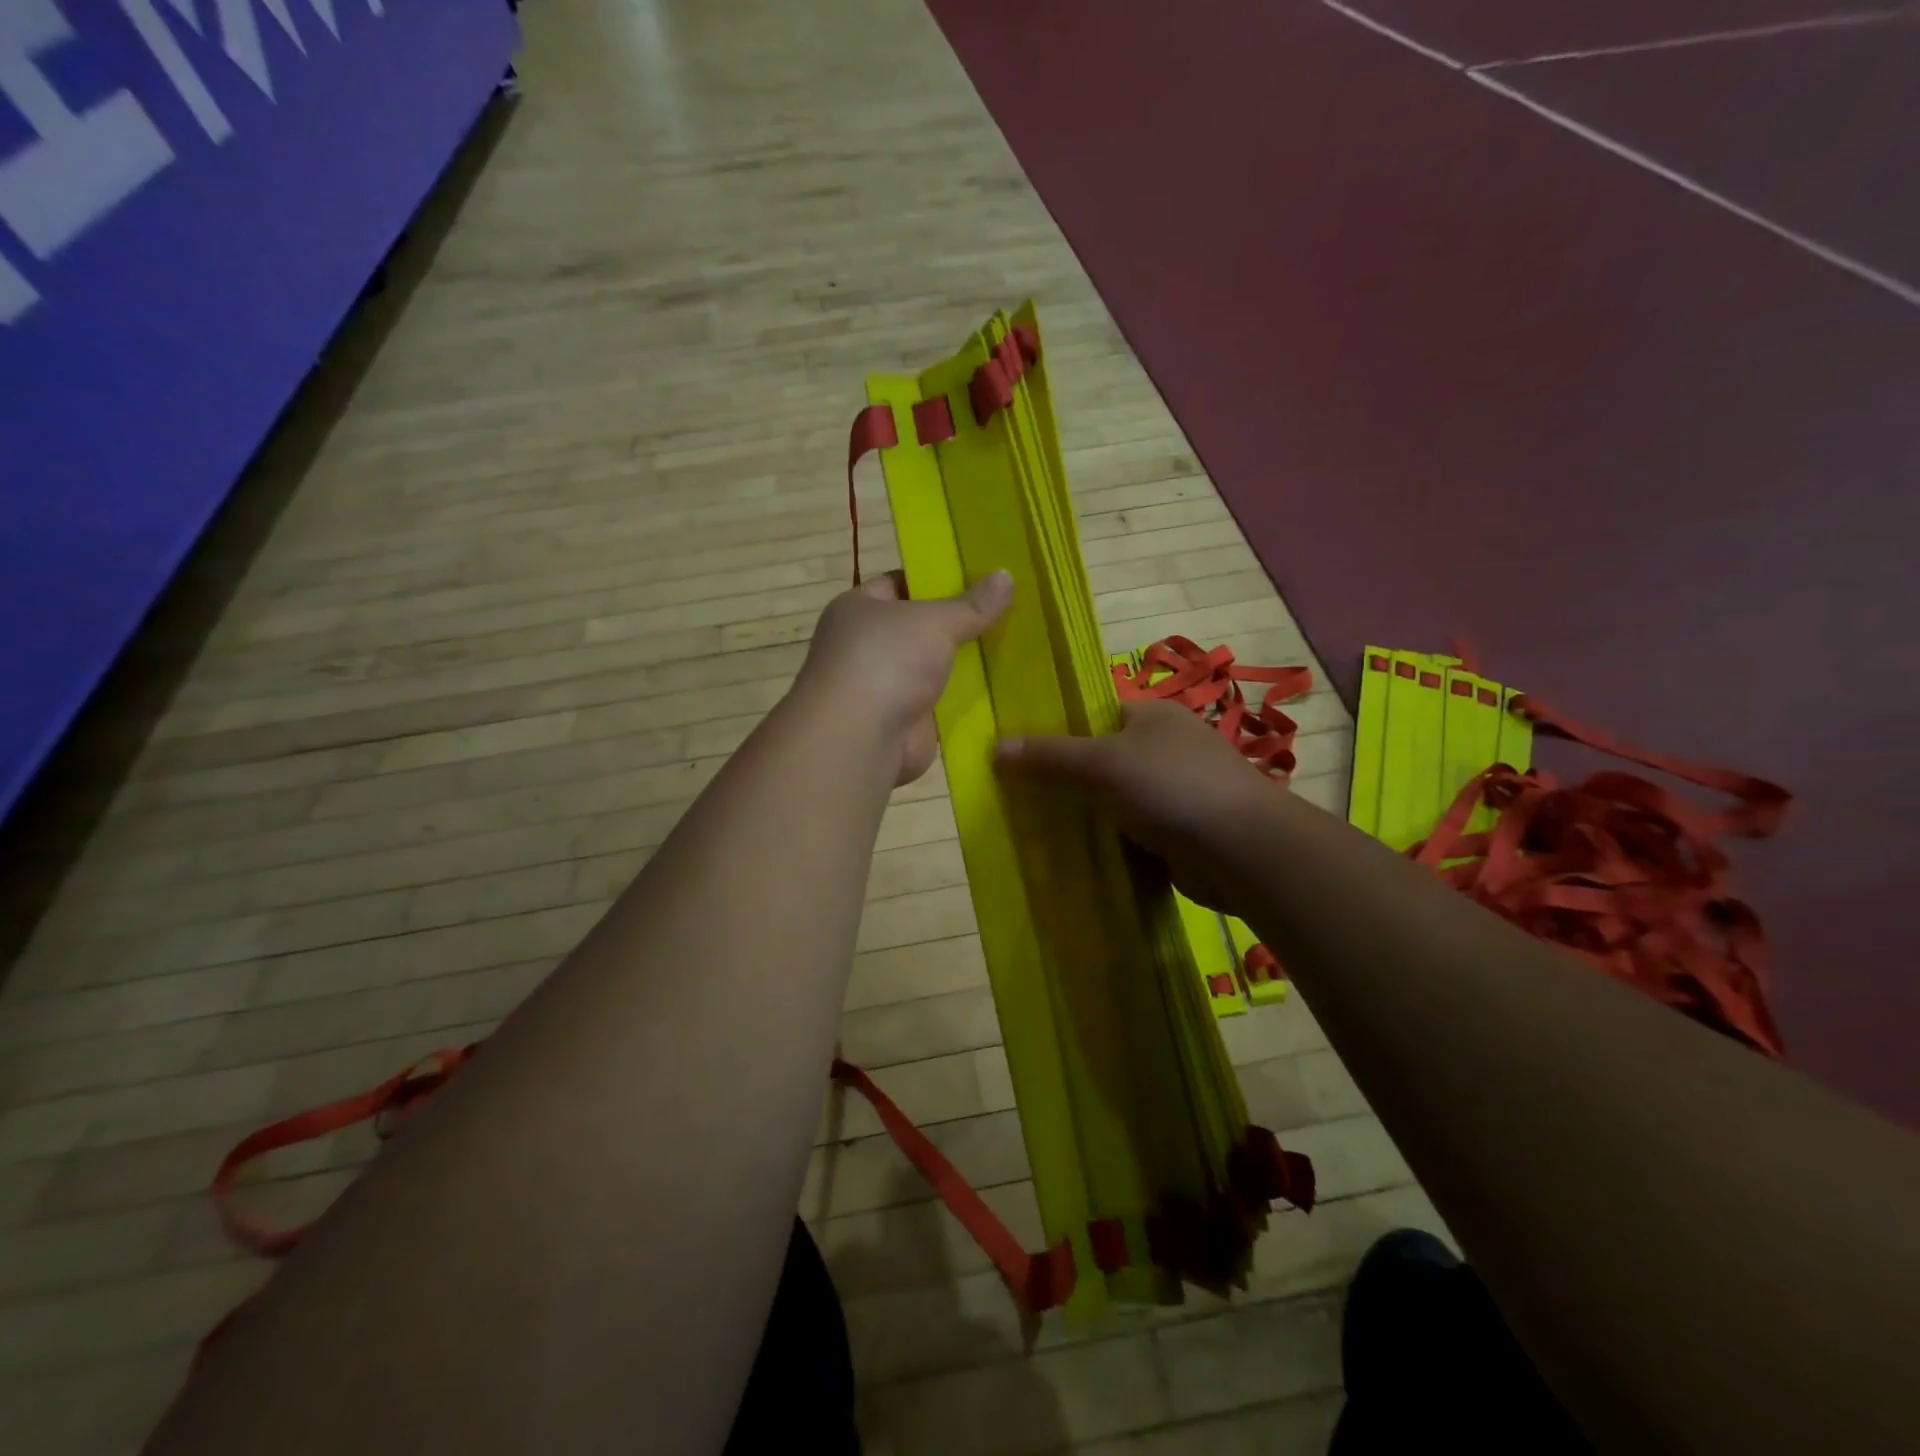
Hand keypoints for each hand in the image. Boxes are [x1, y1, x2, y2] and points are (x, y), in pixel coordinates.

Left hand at [796, 569, 1013, 784]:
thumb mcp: (934, 621)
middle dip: (958, 623)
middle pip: (919, 627)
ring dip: (965, 663)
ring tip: (1015, 646)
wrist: (862, 739)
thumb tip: (1006, 575)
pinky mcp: (904, 721)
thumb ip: (972, 604)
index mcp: (858, 609)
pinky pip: (941, 703)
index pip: (899, 584)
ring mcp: (885, 686)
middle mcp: (866, 646)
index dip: (936, 579)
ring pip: (933, 667)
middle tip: (1008, 611)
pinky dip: (966, 699)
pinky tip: (1003, 688)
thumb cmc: (886, 661)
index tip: (980, 577)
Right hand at [996, 699, 1278, 910]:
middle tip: (1025, 796)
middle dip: (1071, 779)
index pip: (1097, 715)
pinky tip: (1081, 854)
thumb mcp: (1102, 763)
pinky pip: (1135, 832)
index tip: (1026, 755)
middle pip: (1105, 759)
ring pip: (1118, 799)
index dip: (1062, 731)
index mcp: (1154, 716)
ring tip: (1042, 827)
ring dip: (1091, 814)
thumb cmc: (1171, 786)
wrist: (1241, 850)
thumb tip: (995, 748)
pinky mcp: (1182, 831)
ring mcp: (1178, 791)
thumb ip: (1050, 756)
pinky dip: (1113, 841)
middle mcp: (1168, 748)